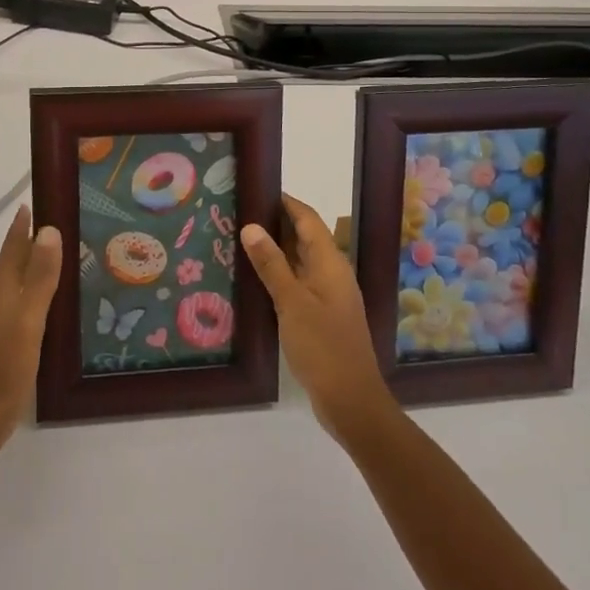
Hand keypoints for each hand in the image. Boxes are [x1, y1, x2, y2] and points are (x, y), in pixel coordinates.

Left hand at [0, 205, 62, 464]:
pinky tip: (43, 310)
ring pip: (12, 288)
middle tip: (50, 226)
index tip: (29, 204)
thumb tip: (48, 229)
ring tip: (52, 262)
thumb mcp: (28, 322)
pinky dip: (29, 297)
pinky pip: (15, 309)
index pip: (11, 251)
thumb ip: (39, 278)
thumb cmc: (4, 371)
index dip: (20, 229)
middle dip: (26, 245)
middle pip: (10, 267)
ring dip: (28, 271)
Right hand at [242, 193, 396, 441]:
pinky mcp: (321, 316)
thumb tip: (252, 225)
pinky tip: (254, 280)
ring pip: (299, 261)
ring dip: (274, 250)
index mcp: (330, 263)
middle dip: (275, 223)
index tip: (255, 188)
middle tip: (238, 213)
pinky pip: (298, 283)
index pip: (307, 218)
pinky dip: (278, 275)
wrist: (351, 401)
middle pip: (304, 237)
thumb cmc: (323, 346)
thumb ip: (272, 264)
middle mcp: (331, 273)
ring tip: (238, 240)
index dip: (284, 201)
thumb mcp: (292, 302)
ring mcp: (327, 296)